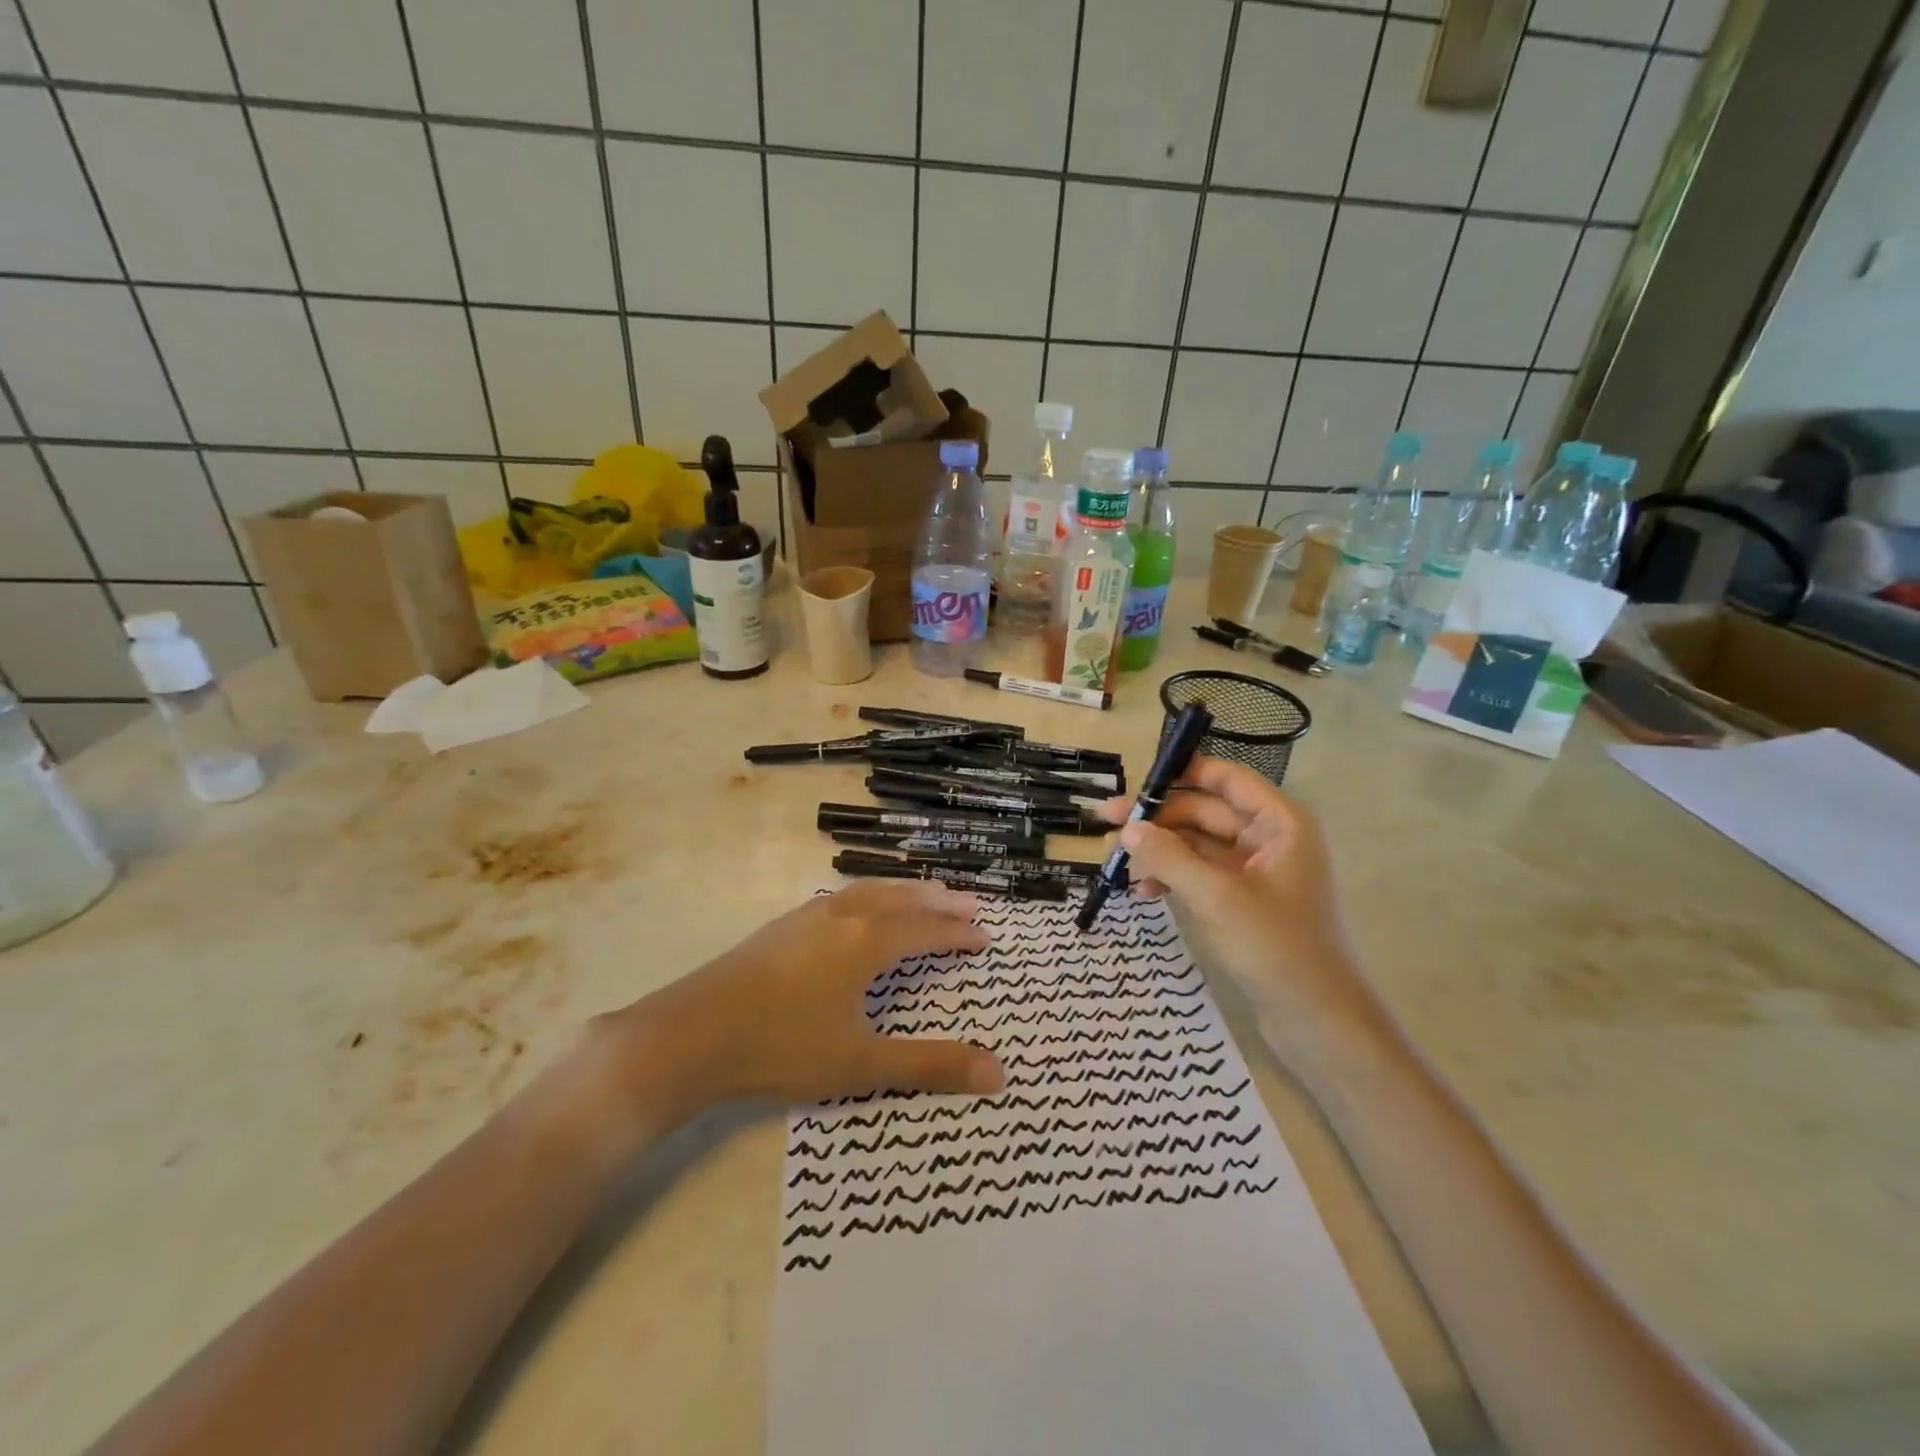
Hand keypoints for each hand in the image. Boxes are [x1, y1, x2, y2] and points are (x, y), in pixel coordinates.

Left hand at [602, 881, 1005, 1128]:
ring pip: (871, 890)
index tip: (984, 937)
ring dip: (905, 891)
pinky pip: (844, 895)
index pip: (926, 931)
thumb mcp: (861, 1064)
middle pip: (902, 899)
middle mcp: (843, 915)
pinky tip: (862, 906)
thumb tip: (998, 1074)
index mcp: (867, 942)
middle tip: (969, 903)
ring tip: (926, 893)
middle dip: (939, 902)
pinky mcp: (784, 924)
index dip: (958, 934)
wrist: (693, 1032)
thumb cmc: (783, 1046)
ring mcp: (809, 915)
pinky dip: (872, 894)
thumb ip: (929, 1065)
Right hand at [1096, 757, 1389, 1070]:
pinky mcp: (1241, 901)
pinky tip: (1142, 893)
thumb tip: (1126, 830)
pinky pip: (1199, 875)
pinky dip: (1171, 878)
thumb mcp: (1217, 897)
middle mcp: (1268, 838)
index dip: (1182, 772)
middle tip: (1105, 824)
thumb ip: (1170, 857)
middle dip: (1157, 819)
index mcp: (1279, 823)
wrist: (1318, 1021)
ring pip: (1196, 845)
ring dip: (1158, 850)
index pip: (1225, 779)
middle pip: (1204, 812)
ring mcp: (1254, 872)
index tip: (1136, 779)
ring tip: (1113, 861)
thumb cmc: (1277, 947)